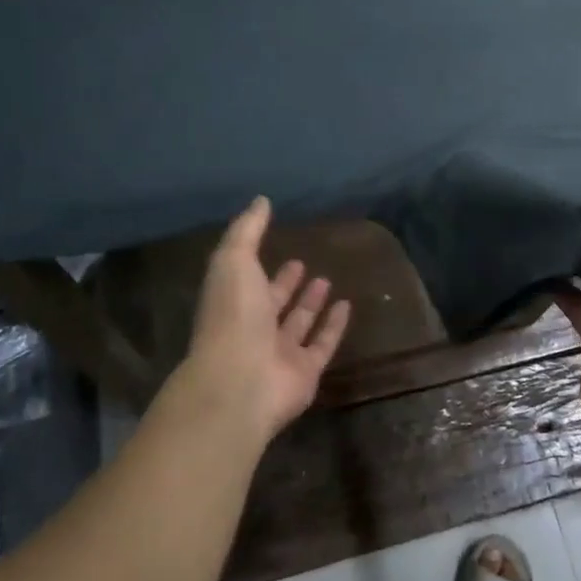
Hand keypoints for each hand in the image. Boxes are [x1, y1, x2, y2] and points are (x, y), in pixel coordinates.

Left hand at [176, 196, 351, 441]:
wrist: (240, 379)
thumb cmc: (233, 316)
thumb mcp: (233, 261)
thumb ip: (247, 231)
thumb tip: (261, 200)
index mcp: (233, 305)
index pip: (251, 283)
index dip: (267, 269)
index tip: (286, 252)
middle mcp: (254, 329)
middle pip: (274, 305)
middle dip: (287, 286)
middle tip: (305, 264)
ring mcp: (280, 353)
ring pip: (299, 325)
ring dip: (311, 304)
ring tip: (327, 280)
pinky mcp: (306, 371)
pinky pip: (323, 344)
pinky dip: (334, 327)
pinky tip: (348, 306)